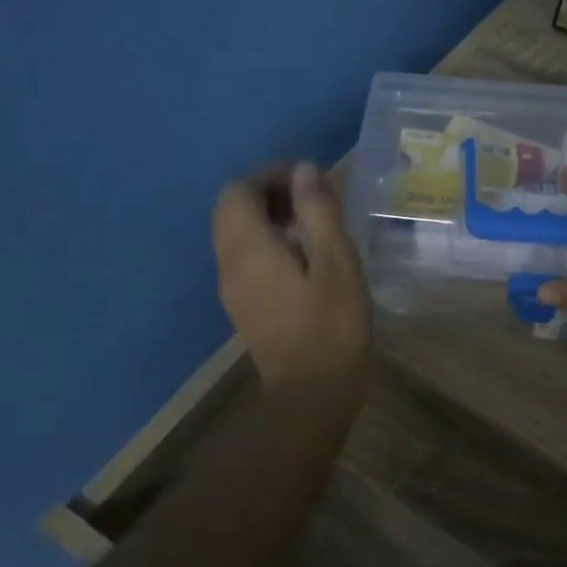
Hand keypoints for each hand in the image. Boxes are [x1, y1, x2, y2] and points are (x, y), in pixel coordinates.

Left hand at [212, 162, 369, 395]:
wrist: (313, 395)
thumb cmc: (332, 326)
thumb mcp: (337, 263)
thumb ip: (319, 213)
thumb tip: (304, 171)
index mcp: (249, 248)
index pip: (238, 191)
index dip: (270, 176)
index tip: (310, 181)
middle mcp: (229, 263)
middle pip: (231, 210)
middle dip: (267, 193)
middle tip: (312, 200)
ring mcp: (233, 288)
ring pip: (236, 235)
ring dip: (267, 218)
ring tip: (313, 225)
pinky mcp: (244, 306)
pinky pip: (245, 258)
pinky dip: (267, 242)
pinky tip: (305, 258)